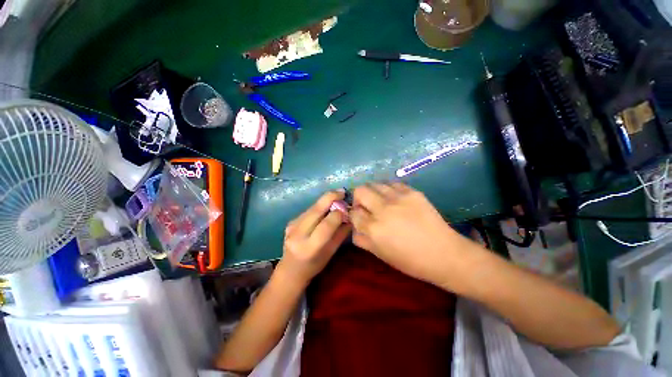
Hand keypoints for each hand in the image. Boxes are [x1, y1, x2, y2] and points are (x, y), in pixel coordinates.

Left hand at [280, 190, 351, 285]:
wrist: (290, 270)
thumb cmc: (314, 266)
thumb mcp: (331, 253)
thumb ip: (341, 234)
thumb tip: (350, 217)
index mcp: (310, 247)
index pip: (326, 225)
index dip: (338, 214)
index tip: (347, 207)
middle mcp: (298, 234)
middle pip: (316, 210)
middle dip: (330, 198)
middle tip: (342, 191)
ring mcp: (291, 226)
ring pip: (312, 208)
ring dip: (325, 200)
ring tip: (336, 197)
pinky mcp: (290, 222)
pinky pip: (308, 211)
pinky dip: (318, 207)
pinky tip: (325, 208)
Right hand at [350, 183, 466, 284]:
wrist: (444, 253)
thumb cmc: (410, 260)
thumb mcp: (380, 254)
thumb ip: (361, 240)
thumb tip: (354, 227)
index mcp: (374, 229)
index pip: (353, 212)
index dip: (354, 215)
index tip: (359, 217)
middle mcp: (383, 209)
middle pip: (360, 191)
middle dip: (358, 198)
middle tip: (366, 206)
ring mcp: (398, 198)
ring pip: (375, 184)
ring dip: (373, 192)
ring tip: (380, 201)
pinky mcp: (412, 192)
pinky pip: (392, 184)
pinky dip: (388, 190)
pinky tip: (394, 199)